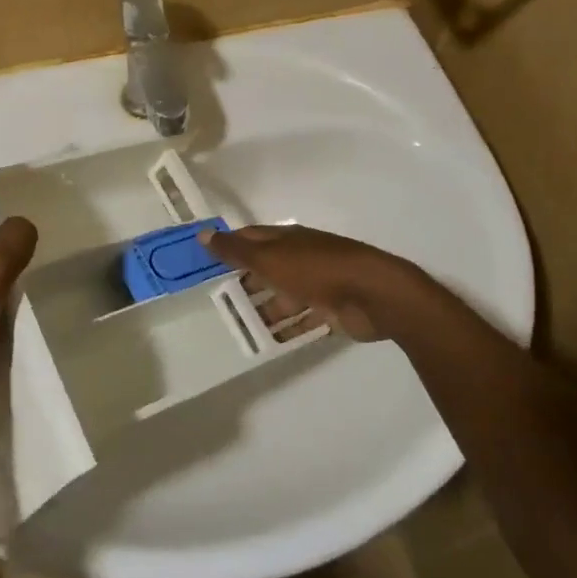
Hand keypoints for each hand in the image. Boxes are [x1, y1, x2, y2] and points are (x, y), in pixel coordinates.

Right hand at [199, 223, 422, 342]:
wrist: (373, 295)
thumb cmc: (316, 270)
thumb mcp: (270, 259)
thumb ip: (236, 251)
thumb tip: (203, 235)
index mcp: (287, 239)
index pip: (251, 238)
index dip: (230, 247)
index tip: (206, 262)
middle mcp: (301, 257)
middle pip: (267, 268)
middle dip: (245, 283)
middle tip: (217, 302)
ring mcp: (318, 284)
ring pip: (284, 296)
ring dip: (264, 310)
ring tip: (238, 328)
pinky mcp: (332, 309)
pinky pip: (303, 319)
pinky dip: (288, 329)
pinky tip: (270, 342)